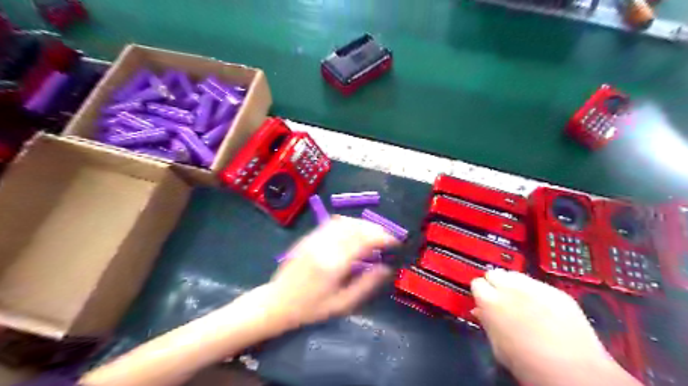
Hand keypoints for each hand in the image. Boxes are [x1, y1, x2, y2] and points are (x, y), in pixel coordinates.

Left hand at [252, 217, 397, 331]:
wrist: (278, 302)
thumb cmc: (311, 308)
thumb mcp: (342, 304)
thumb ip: (366, 285)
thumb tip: (386, 269)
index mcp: (334, 264)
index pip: (364, 241)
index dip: (383, 237)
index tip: (395, 242)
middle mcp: (324, 246)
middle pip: (355, 227)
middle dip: (375, 228)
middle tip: (387, 238)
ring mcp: (314, 238)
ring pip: (344, 221)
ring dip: (363, 224)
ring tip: (374, 234)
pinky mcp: (308, 237)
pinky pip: (332, 222)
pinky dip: (348, 223)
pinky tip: (354, 231)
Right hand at [470, 269, 642, 385]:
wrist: (574, 372)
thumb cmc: (528, 363)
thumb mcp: (498, 346)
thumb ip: (487, 323)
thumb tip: (479, 311)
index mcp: (490, 301)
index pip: (476, 283)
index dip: (480, 293)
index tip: (484, 302)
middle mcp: (509, 288)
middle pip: (494, 273)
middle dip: (495, 284)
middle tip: (502, 300)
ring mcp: (534, 287)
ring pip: (515, 274)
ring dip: (514, 284)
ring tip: (522, 301)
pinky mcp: (556, 291)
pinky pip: (538, 284)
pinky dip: (536, 292)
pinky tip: (543, 308)